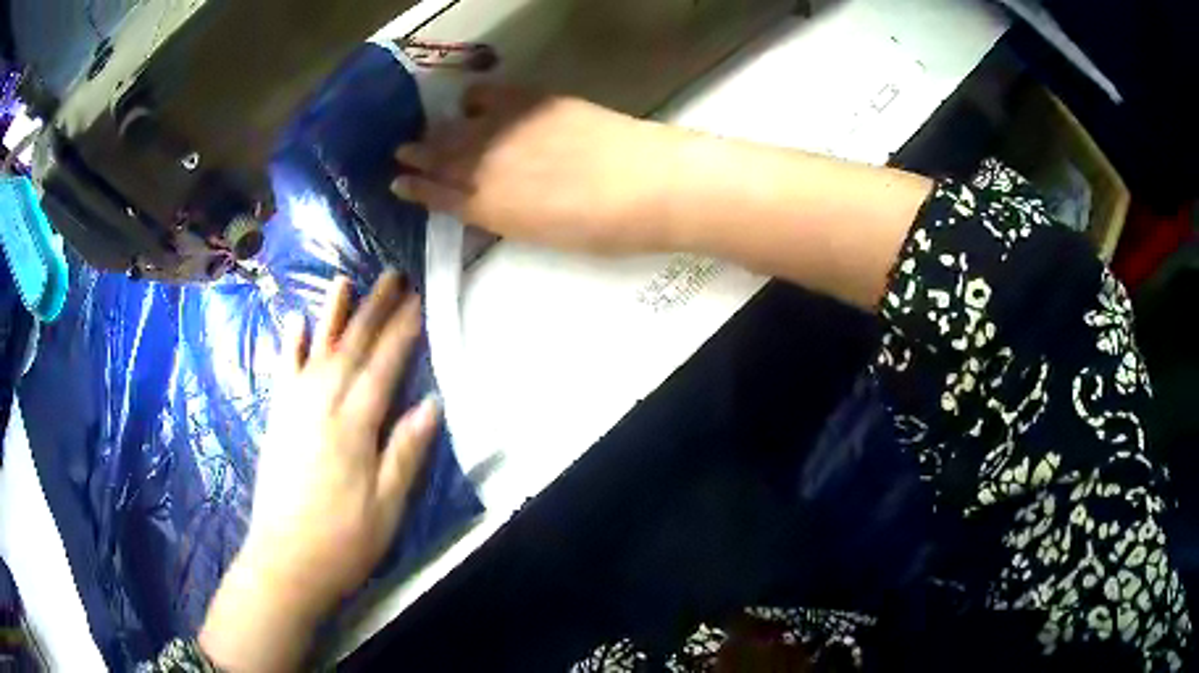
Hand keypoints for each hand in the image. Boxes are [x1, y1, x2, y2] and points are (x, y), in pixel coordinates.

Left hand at [200, 271, 437, 671]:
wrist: (285, 562)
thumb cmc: (344, 541)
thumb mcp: (387, 507)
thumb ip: (405, 452)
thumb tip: (429, 405)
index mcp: (353, 427)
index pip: (382, 368)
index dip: (401, 333)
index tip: (417, 302)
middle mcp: (321, 407)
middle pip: (351, 349)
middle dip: (373, 310)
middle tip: (391, 277)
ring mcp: (294, 410)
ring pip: (316, 351)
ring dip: (332, 315)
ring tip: (343, 281)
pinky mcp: (277, 420)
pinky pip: (283, 373)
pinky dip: (290, 345)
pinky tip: (295, 322)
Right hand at [392, 83, 685, 253]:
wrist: (649, 184)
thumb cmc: (607, 228)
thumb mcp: (547, 236)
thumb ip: (511, 217)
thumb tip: (491, 203)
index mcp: (491, 210)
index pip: (441, 197)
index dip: (418, 190)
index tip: (398, 183)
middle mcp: (488, 169)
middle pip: (442, 159)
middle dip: (417, 156)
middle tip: (402, 151)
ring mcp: (509, 132)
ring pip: (458, 128)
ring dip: (437, 130)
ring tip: (426, 129)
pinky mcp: (533, 103)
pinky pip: (490, 96)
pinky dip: (475, 99)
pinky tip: (473, 101)